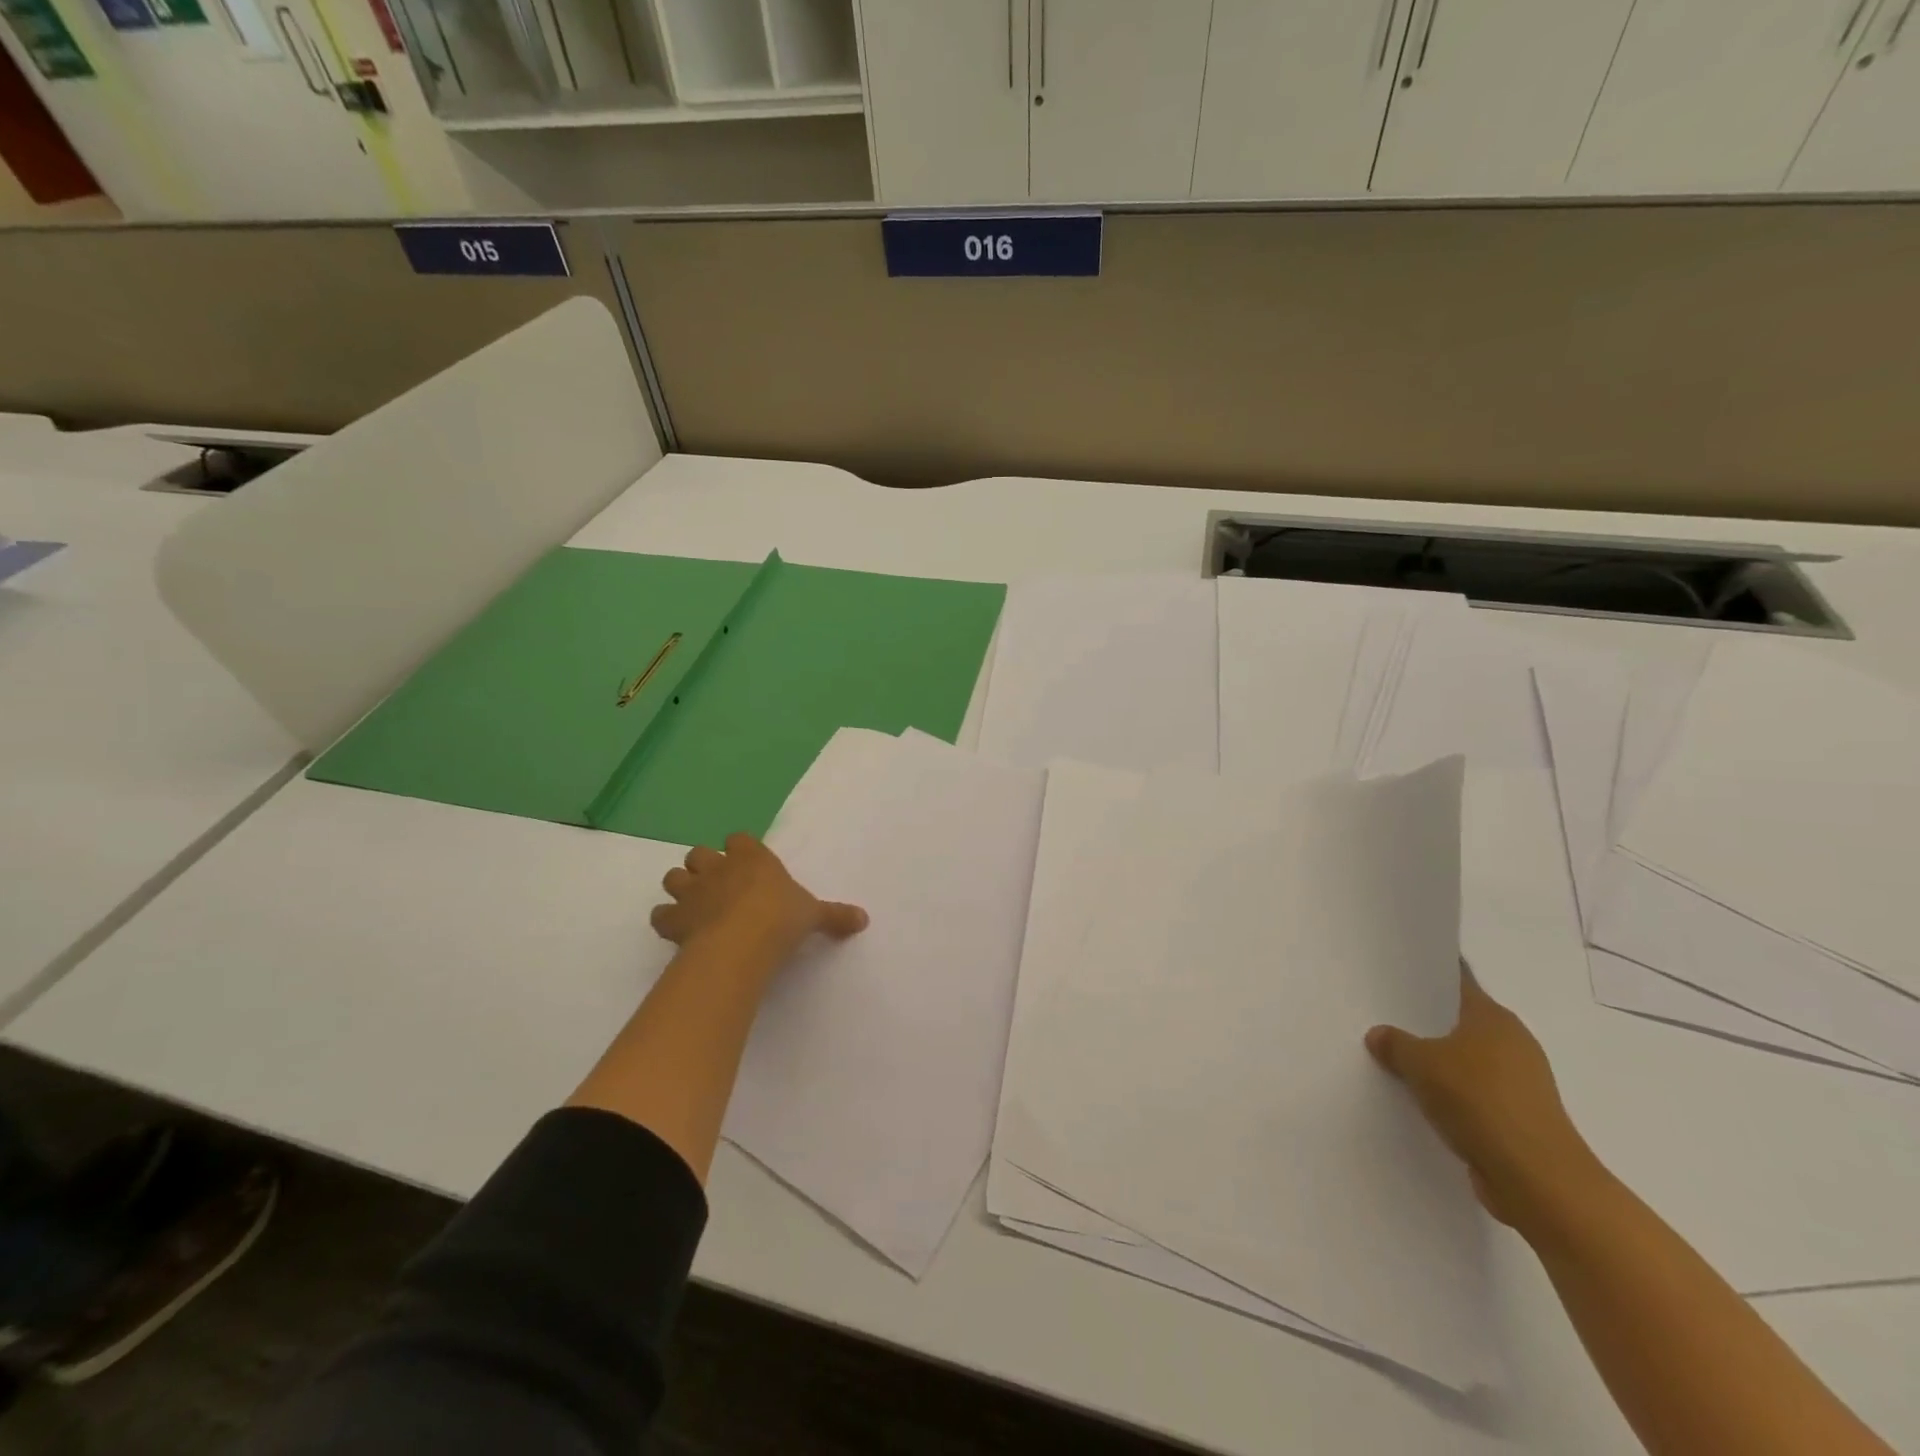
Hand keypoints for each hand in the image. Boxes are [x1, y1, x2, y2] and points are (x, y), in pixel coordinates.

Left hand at [652, 834, 867, 972]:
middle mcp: (719, 867)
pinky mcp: (673, 919)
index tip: (747, 866)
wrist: (742, 942)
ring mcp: (692, 891)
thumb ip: (834, 916)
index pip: (739, 839)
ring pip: (674, 877)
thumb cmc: (781, 919)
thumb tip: (864, 919)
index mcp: (752, 858)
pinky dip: (666, 920)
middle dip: (704, 867)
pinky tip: (677, 932)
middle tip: (718, 887)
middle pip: (699, 853)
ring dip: (681, 888)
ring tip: (694, 905)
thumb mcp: (813, 915)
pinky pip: (660, 914)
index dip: (740, 851)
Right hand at [1365, 964, 1602, 1228]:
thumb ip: (1395, 1044)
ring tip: (1392, 1059)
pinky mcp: (1516, 1118)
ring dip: (1436, 1062)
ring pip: (1465, 1060)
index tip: (1396, 970)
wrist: (1538, 1180)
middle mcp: (1512, 1043)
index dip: (1428, 975)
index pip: (1457, 982)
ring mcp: (1518, 1083)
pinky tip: (1418, 1098)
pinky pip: (1471, 1094)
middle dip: (1424, 1022)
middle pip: (1459, 1022)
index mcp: (1494, 1018)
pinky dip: (1449, 1094)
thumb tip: (1379, 1034)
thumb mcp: (1421, 1064)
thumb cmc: (1480, 1102)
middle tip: (1381, 1014)